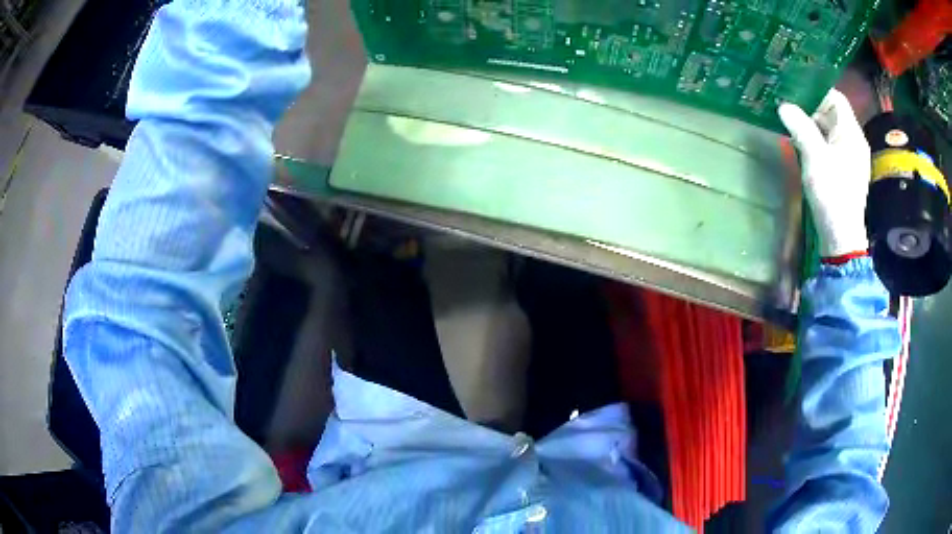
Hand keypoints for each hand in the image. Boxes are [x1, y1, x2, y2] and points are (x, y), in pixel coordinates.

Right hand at [778, 90, 870, 257]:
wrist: (842, 236)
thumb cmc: (832, 193)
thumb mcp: (814, 158)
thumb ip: (800, 128)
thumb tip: (784, 106)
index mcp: (851, 133)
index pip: (836, 99)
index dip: (817, 92)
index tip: (796, 93)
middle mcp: (854, 141)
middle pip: (833, 114)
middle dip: (811, 109)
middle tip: (789, 109)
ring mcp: (851, 157)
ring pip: (831, 131)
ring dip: (813, 126)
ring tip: (792, 127)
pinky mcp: (846, 171)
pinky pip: (831, 146)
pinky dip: (818, 142)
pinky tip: (804, 148)